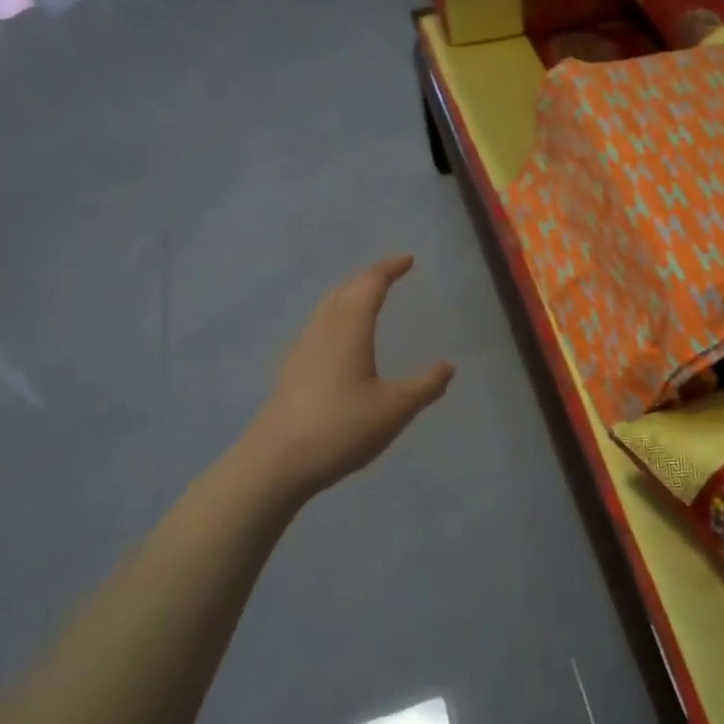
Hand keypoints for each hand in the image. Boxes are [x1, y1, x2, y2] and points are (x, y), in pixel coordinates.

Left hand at [242, 256, 454, 499]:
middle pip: (344, 290)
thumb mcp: (395, 410)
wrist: (275, 463)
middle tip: (390, 275)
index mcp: (349, 329)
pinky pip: (318, 326)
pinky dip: (336, 316)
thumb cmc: (340, 429)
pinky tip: (340, 340)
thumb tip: (448, 366)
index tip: (408, 260)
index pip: (370, 285)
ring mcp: (302, 350)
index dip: (389, 269)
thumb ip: (425, 386)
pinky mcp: (291, 371)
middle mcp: (323, 330)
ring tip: (367, 299)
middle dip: (368, 277)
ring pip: (326, 307)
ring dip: (349, 295)